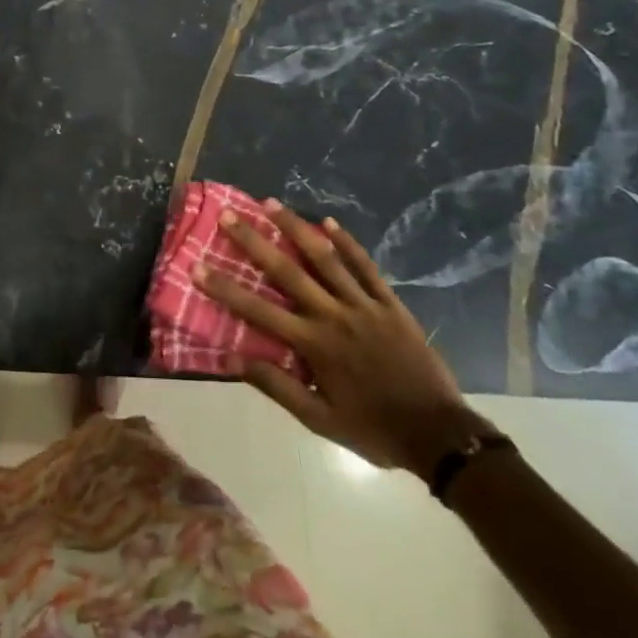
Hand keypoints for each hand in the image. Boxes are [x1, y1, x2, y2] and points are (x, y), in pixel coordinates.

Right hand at [198, 200, 490, 475]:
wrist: (440, 435)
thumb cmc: (373, 428)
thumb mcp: (320, 421)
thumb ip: (277, 387)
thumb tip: (233, 359)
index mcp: (314, 345)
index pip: (259, 311)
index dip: (225, 288)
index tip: (197, 266)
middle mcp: (334, 315)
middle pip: (288, 271)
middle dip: (255, 242)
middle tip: (230, 216)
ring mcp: (364, 305)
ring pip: (325, 258)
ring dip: (296, 228)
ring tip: (271, 203)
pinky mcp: (390, 303)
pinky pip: (365, 266)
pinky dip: (347, 243)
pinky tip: (330, 222)